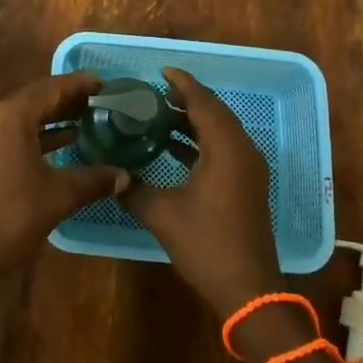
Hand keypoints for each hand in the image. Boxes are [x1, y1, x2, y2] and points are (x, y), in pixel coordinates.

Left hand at [0, 73, 128, 289]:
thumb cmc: (11, 218)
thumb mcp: (58, 196)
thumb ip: (94, 180)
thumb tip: (125, 176)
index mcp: (10, 116)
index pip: (51, 89)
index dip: (79, 85)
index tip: (104, 83)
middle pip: (35, 99)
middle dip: (67, 100)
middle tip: (98, 102)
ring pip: (22, 116)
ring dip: (52, 117)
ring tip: (85, 120)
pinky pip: (10, 131)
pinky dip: (35, 133)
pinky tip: (61, 143)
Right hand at [122, 68, 282, 319]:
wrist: (248, 290)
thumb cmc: (207, 245)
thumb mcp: (162, 215)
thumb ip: (133, 189)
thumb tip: (113, 175)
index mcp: (226, 148)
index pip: (203, 102)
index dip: (182, 83)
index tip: (161, 72)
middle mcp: (243, 150)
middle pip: (215, 112)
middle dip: (187, 99)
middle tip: (155, 94)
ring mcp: (249, 169)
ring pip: (221, 130)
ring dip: (194, 120)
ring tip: (160, 116)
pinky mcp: (248, 185)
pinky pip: (225, 147)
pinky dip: (202, 140)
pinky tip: (175, 148)